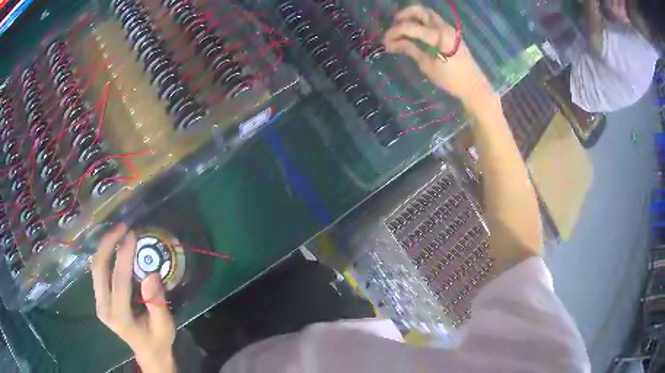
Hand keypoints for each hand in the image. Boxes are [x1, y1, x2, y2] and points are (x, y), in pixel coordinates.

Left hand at [91, 224, 176, 372]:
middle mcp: (103, 308)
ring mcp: (99, 303)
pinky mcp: (99, 299)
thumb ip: (157, 302)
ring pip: (95, 267)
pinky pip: (98, 271)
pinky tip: (114, 246)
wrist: (147, 352)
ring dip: (105, 246)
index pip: (118, 280)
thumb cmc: (158, 340)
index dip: (124, 255)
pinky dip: (105, 255)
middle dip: (108, 243)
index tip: (132, 234)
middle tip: (122, 227)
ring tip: (118, 232)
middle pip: (98, 268)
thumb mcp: (164, 325)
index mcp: (119, 317)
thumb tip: (151, 274)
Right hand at [383, 5, 493, 105]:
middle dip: (404, 15)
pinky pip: (434, 22)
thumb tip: (392, 43)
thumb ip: (410, 50)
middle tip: (394, 25)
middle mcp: (444, 28)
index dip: (395, 32)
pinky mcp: (452, 34)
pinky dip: (423, 23)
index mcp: (438, 36)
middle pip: (421, 11)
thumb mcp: (428, 66)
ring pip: (428, 14)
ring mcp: (450, 29)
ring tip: (404, 29)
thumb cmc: (451, 80)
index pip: (410, 27)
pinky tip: (416, 33)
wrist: (474, 86)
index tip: (385, 41)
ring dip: (414, 17)